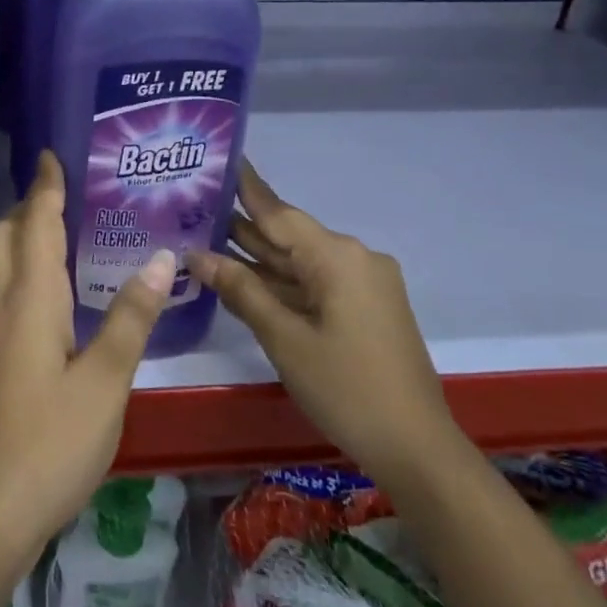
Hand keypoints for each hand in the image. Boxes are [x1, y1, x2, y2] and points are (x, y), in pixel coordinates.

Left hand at [0, 152, 172, 560]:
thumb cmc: (53, 440)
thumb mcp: (106, 379)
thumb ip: (131, 317)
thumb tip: (159, 258)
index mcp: (30, 300)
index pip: (36, 226)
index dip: (45, 189)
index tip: (50, 154)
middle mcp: (3, 306)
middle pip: (6, 237)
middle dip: (28, 206)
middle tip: (62, 190)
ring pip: (0, 265)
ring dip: (23, 236)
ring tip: (61, 229)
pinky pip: (4, 292)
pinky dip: (23, 270)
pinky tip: (50, 291)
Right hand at [184, 161, 456, 482]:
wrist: (416, 448)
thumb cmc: (346, 388)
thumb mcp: (284, 338)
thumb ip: (241, 290)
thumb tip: (197, 256)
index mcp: (337, 256)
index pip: (278, 212)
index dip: (244, 187)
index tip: (218, 158)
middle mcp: (352, 259)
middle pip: (287, 236)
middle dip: (240, 227)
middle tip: (190, 208)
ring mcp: (361, 284)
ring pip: (298, 262)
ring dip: (256, 258)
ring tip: (202, 240)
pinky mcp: (364, 308)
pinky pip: (313, 284)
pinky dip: (279, 283)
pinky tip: (241, 279)